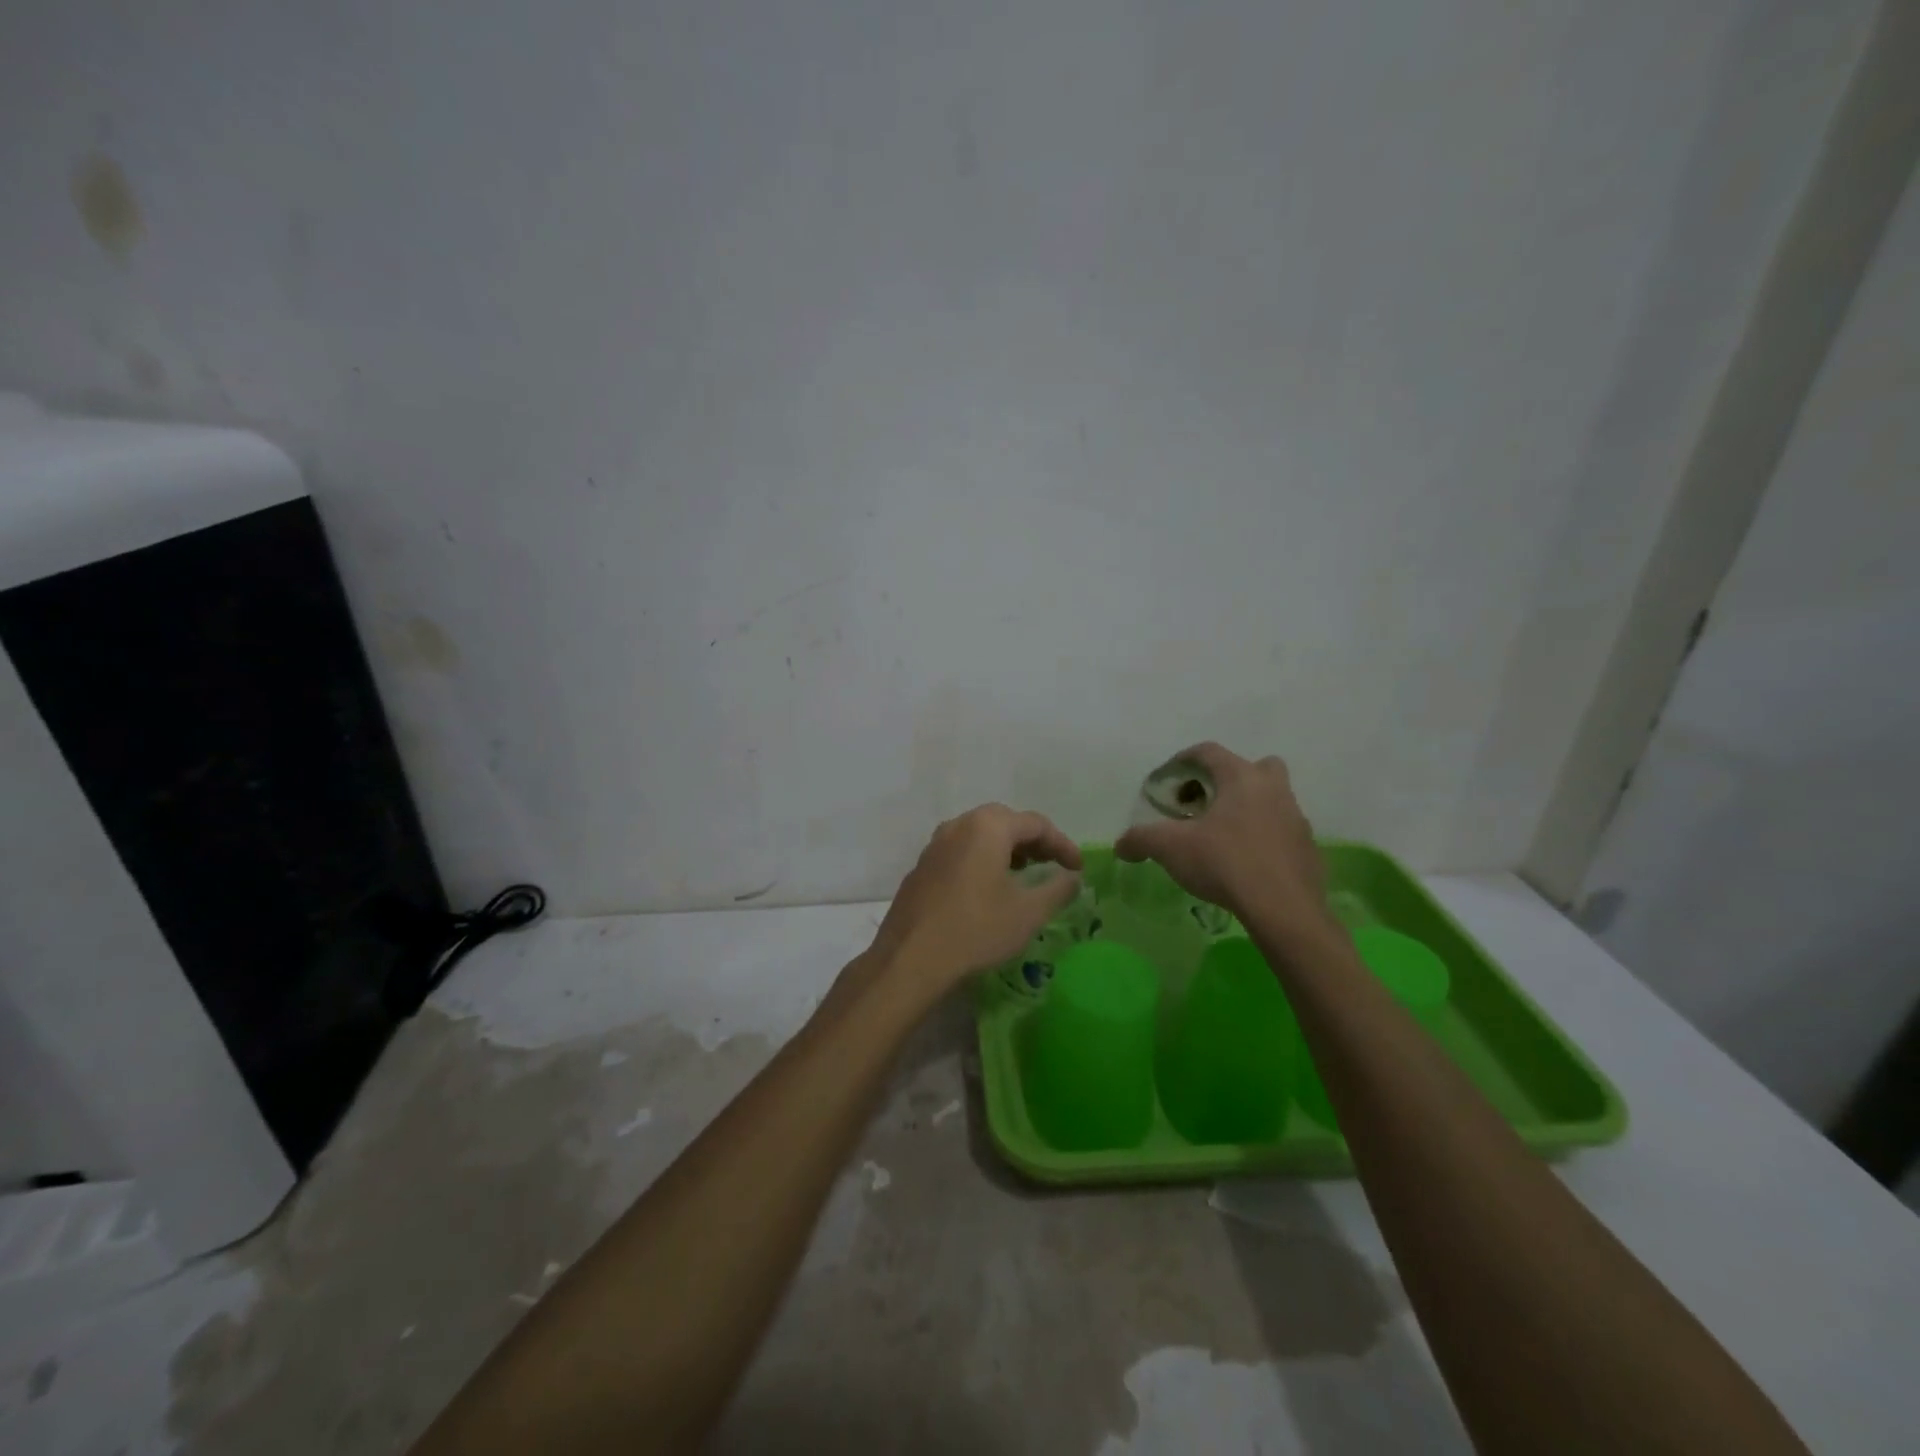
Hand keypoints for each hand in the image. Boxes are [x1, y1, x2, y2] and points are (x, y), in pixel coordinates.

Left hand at [861, 804, 1083, 1010]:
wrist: (911, 958)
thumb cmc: (977, 929)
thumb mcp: (1029, 912)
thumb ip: (1057, 889)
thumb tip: (1072, 877)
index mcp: (988, 826)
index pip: (1036, 824)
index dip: (1062, 844)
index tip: (1078, 868)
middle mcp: (959, 825)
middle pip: (1006, 822)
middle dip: (1033, 842)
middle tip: (1051, 865)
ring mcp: (935, 844)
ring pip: (979, 835)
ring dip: (1006, 850)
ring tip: (1023, 875)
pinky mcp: (922, 866)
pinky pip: (960, 852)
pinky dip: (982, 860)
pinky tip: (988, 889)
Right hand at [1115, 743, 1332, 941]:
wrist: (1284, 909)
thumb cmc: (1225, 863)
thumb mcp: (1171, 848)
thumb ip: (1142, 840)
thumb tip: (1121, 845)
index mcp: (1241, 778)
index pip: (1209, 752)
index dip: (1183, 760)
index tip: (1167, 780)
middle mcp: (1273, 790)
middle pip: (1253, 767)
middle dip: (1228, 778)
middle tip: (1205, 802)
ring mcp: (1296, 819)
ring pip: (1272, 799)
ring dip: (1248, 809)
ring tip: (1222, 836)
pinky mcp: (1307, 849)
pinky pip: (1282, 832)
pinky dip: (1264, 839)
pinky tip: (1245, 863)